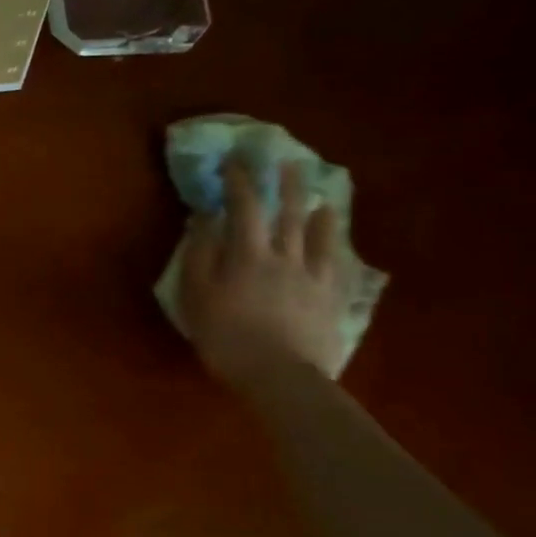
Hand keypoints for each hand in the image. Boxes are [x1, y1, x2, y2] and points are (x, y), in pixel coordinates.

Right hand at [177, 160, 349, 385]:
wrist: (280, 376)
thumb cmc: (226, 336)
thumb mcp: (196, 295)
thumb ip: (199, 254)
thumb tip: (205, 218)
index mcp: (247, 254)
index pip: (244, 207)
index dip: (239, 181)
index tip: (234, 161)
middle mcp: (284, 256)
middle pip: (288, 212)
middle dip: (286, 184)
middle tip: (288, 160)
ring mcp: (313, 277)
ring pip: (318, 235)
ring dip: (317, 210)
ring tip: (322, 195)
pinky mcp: (331, 299)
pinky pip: (338, 265)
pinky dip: (337, 248)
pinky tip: (340, 242)